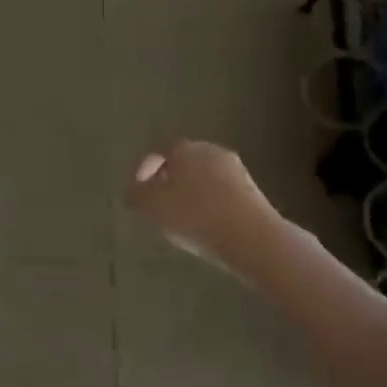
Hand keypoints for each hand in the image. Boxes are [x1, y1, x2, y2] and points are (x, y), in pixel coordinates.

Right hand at [126, 141, 275, 268]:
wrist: (251, 237)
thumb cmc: (194, 216)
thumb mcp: (152, 207)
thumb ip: (136, 196)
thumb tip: (133, 191)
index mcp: (185, 149)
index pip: (159, 150)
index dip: (144, 168)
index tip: (137, 189)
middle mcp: (212, 151)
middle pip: (183, 162)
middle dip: (168, 179)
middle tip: (157, 202)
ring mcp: (236, 170)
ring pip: (204, 177)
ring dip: (190, 192)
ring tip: (180, 217)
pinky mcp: (253, 192)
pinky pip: (221, 192)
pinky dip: (209, 203)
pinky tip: (205, 224)